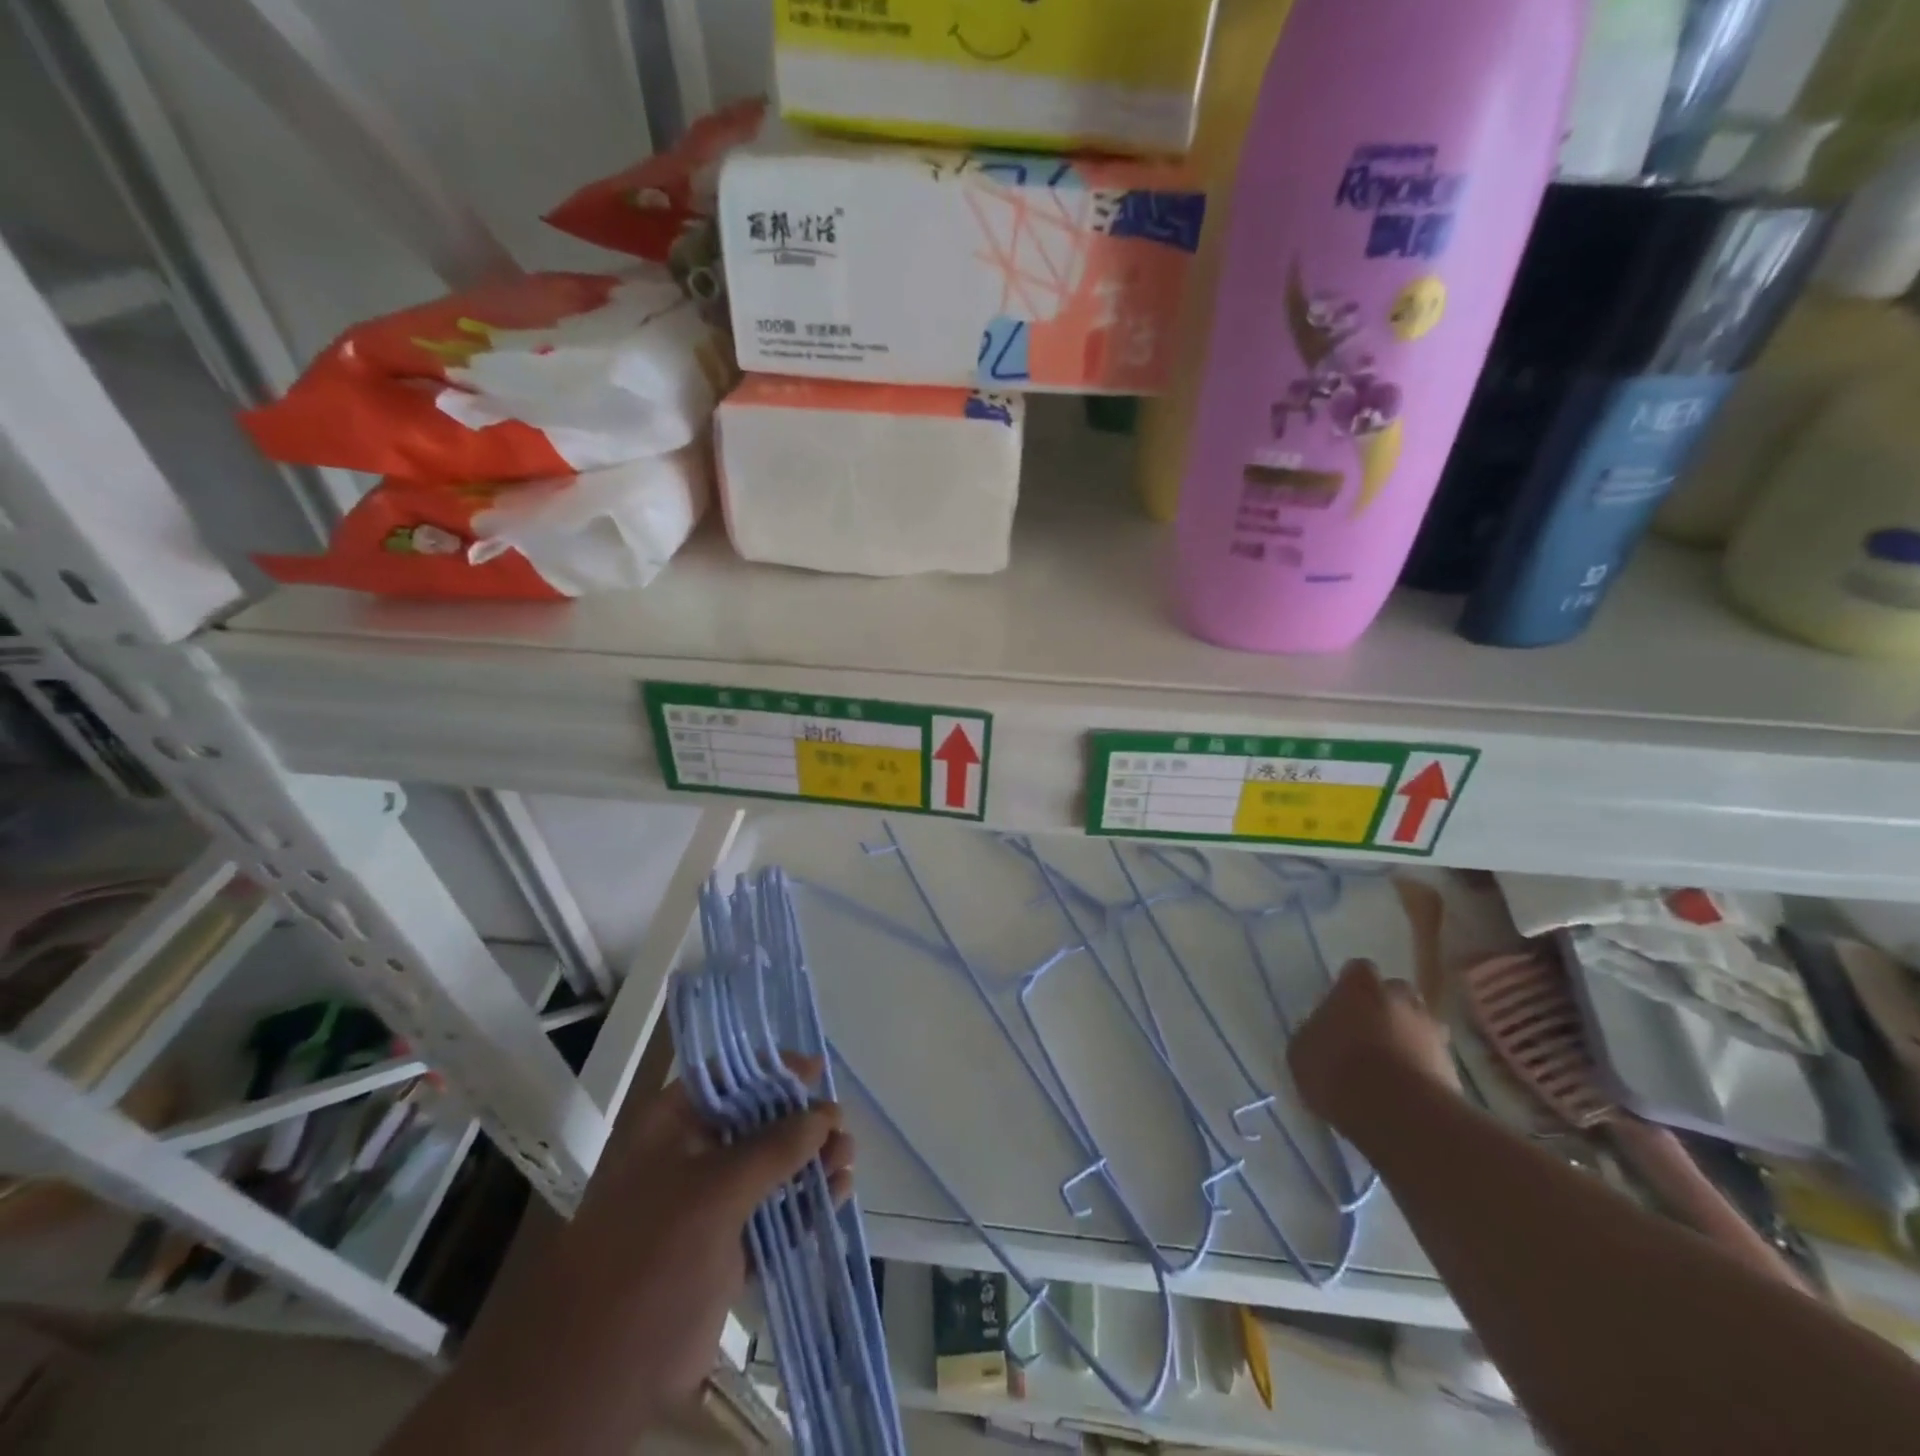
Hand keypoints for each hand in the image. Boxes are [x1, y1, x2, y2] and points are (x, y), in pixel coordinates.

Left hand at [565, 1059, 854, 1409]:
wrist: (597, 1374)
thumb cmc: (651, 1253)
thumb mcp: (715, 1188)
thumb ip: (775, 1147)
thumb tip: (826, 1113)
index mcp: (671, 1126)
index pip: (728, 1079)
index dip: (773, 1070)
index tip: (818, 1071)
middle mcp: (690, 1157)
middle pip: (756, 1123)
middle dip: (801, 1121)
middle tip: (840, 1126)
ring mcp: (707, 1207)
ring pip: (770, 1171)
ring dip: (810, 1163)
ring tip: (847, 1159)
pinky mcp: (725, 1253)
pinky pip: (774, 1217)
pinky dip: (804, 1207)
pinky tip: (838, 1195)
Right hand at [1290, 960, 1458, 1127]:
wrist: (1398, 1113)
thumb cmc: (1337, 1069)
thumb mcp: (1302, 1051)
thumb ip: (1315, 1034)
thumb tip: (1323, 1034)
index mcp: (1359, 985)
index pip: (1357, 970)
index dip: (1350, 987)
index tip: (1341, 1006)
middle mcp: (1400, 998)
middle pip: (1396, 993)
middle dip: (1386, 1008)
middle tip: (1368, 1033)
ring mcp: (1432, 1032)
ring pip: (1420, 1026)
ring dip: (1408, 1040)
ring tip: (1389, 1067)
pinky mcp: (1453, 1068)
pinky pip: (1434, 1061)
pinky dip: (1422, 1071)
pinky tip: (1404, 1093)